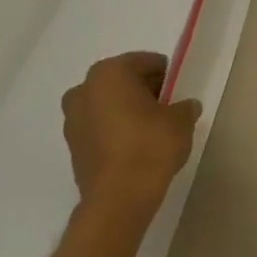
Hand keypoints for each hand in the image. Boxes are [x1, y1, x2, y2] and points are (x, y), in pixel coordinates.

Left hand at [61, 52, 202, 204]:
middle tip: (167, 104)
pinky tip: (136, 143)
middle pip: (121, 80)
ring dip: (126, 109)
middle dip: (143, 88)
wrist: (119, 194)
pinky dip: (115, 127)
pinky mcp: (72, 144)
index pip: (144, 61)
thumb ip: (184, 106)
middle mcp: (84, 89)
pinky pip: (99, 125)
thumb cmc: (151, 144)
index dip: (165, 73)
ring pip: (107, 103)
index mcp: (110, 73)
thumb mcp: (182, 119)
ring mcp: (72, 118)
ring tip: (152, 126)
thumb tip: (184, 106)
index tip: (179, 87)